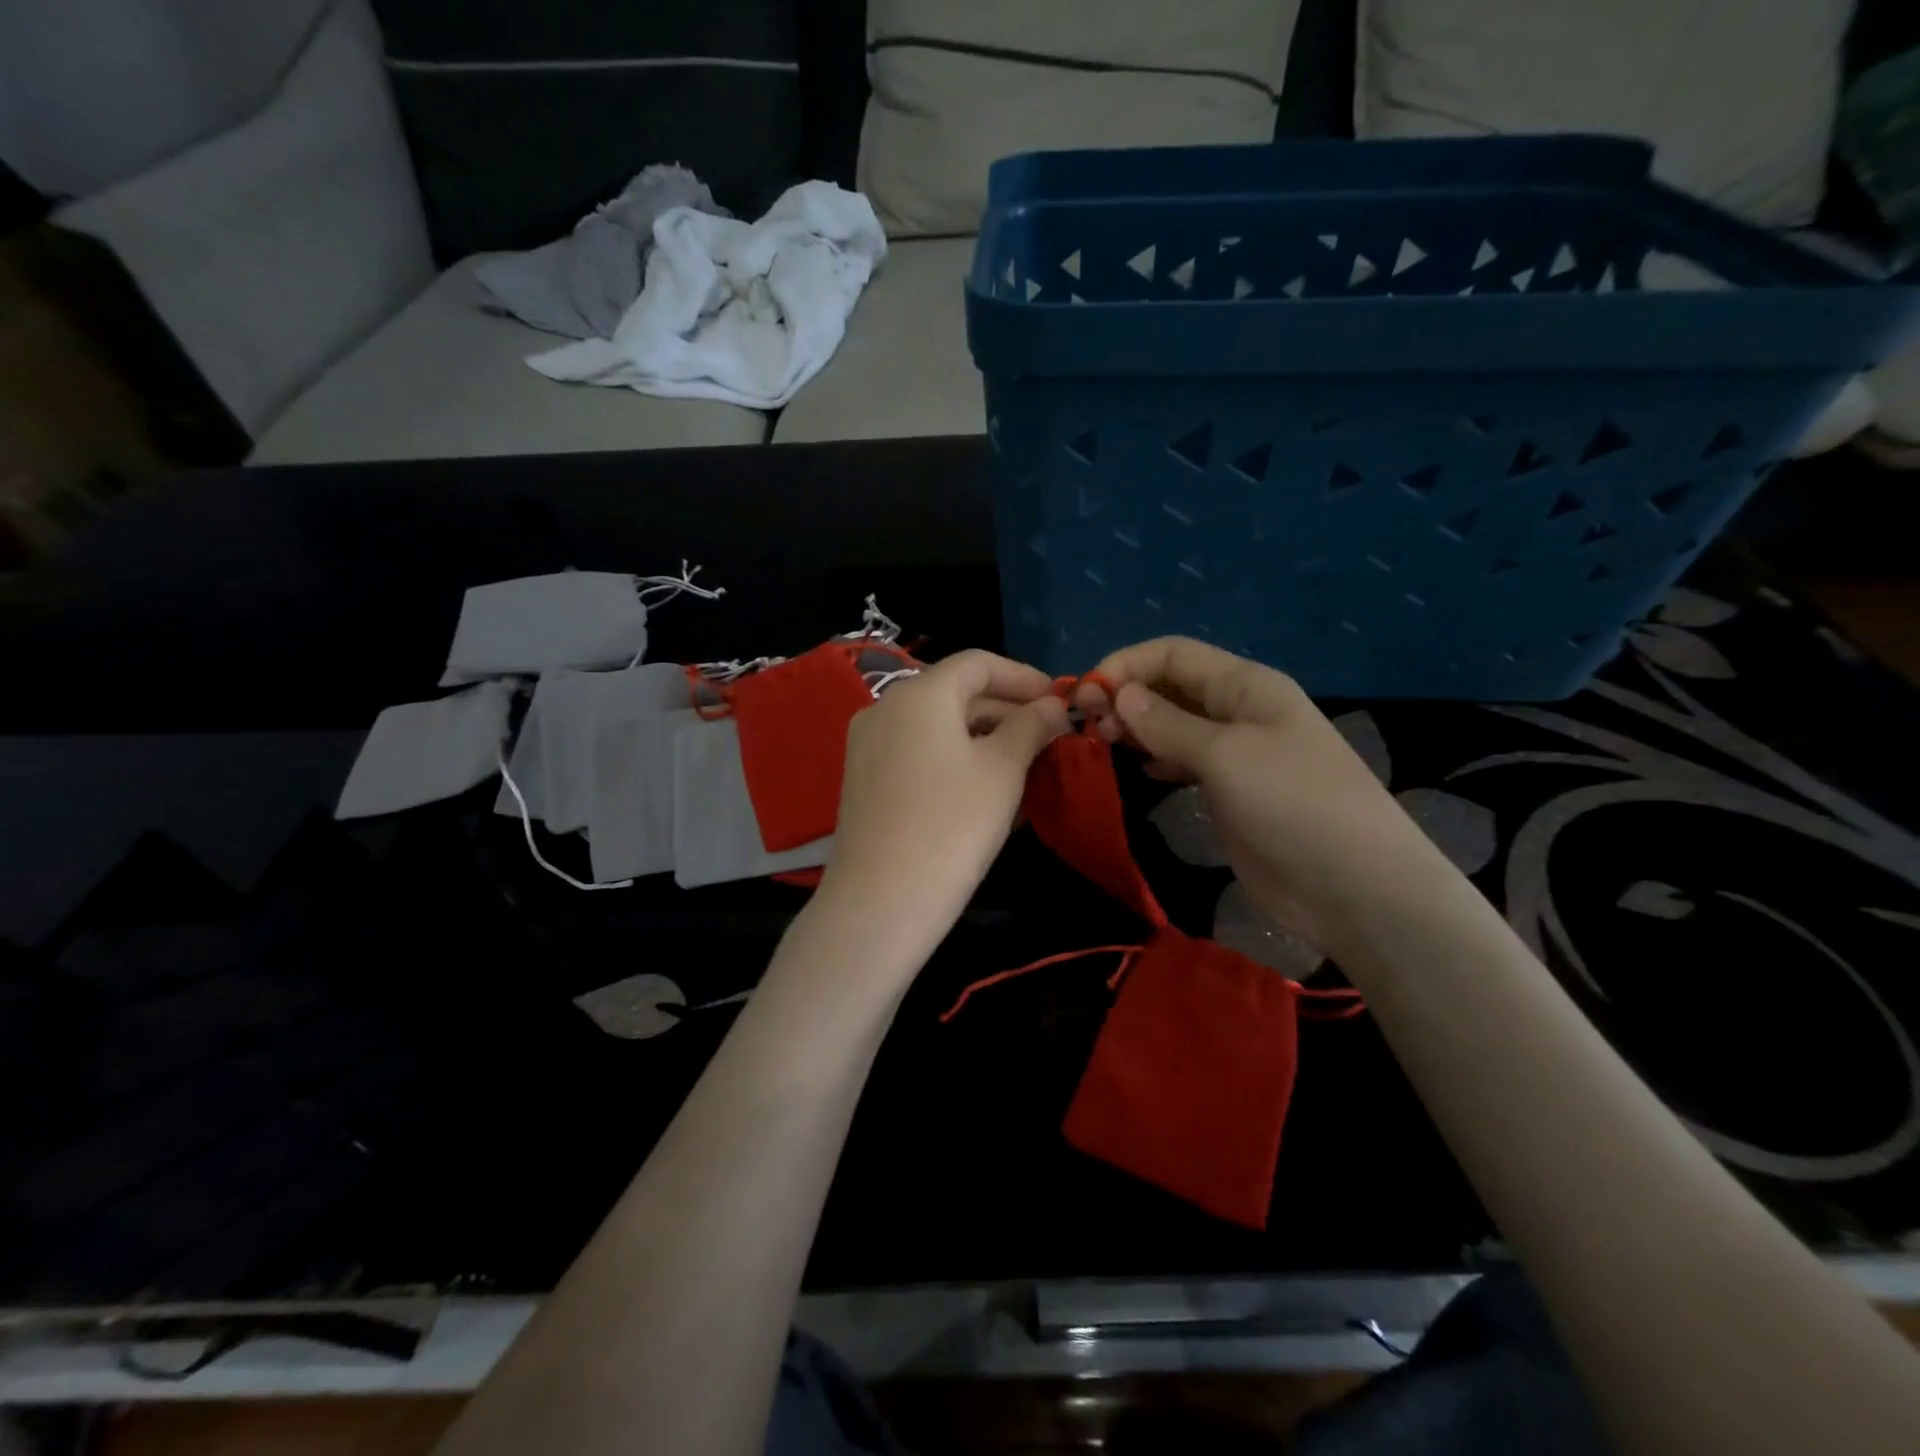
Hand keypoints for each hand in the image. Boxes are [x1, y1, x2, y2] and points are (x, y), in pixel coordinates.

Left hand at [817, 650, 1069, 966]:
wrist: (880, 902)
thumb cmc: (952, 825)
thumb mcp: (1003, 770)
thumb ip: (1031, 726)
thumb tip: (1054, 705)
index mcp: (919, 694)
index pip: (978, 663)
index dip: (1024, 676)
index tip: (1060, 699)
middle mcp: (886, 708)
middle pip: (956, 692)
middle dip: (1007, 708)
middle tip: (1050, 735)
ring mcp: (869, 745)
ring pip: (937, 725)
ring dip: (984, 735)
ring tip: (1026, 761)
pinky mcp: (864, 779)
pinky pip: (919, 752)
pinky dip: (955, 756)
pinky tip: (986, 785)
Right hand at [1077, 638, 1451, 954]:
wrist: (1355, 887)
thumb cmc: (1293, 804)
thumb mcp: (1226, 755)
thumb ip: (1168, 724)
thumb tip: (1119, 693)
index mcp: (1245, 686)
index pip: (1173, 654)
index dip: (1126, 664)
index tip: (1085, 694)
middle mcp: (1238, 710)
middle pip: (1171, 686)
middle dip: (1126, 696)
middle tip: (1088, 728)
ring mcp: (1236, 753)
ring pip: (1174, 724)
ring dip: (1137, 727)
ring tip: (1102, 746)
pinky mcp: (1231, 791)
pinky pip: (1184, 760)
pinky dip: (1157, 759)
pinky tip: (1139, 771)